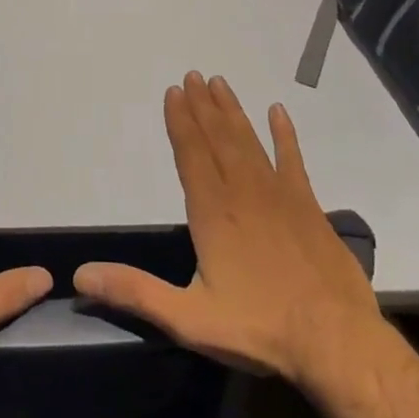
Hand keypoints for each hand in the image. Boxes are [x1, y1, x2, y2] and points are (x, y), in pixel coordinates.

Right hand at [73, 72, 382, 391]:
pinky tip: (278, 112)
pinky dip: (285, 135)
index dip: (179, 122)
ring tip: (219, 83)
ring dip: (232, 112)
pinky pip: (293, 160)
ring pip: (249, 142)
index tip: (173, 92)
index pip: (190, 155)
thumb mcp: (188, 318)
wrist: (337, 342)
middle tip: (192, 75)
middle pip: (218, 139)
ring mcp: (280, 196)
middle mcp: (243, 193)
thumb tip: (81, 275)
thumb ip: (135, 292)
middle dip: (202, 106)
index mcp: (213, 213)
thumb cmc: (259, 328)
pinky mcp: (309, 207)